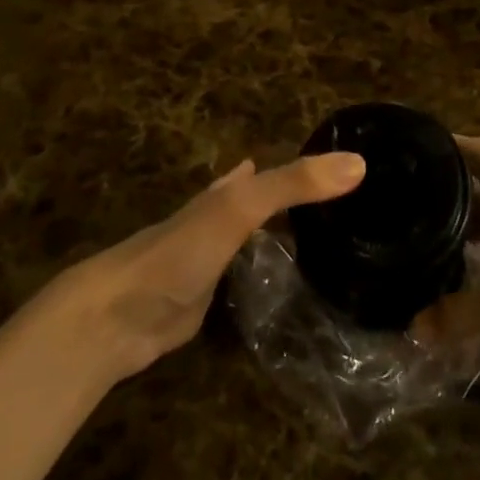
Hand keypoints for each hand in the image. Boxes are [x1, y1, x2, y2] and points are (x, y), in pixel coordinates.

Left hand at [58, 152, 365, 382]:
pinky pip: (254, 280)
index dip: (308, 165)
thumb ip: (295, 184)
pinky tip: (294, 284)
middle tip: (347, 204)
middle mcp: (223, 219)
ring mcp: (216, 261)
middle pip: (267, 201)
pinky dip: (275, 275)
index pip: (276, 169)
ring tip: (332, 241)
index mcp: (230, 191)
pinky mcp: (211, 301)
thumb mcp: (242, 206)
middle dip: (299, 198)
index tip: (348, 166)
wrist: (120, 316)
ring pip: (260, 240)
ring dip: (288, 236)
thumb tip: (359, 162)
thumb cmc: (182, 250)